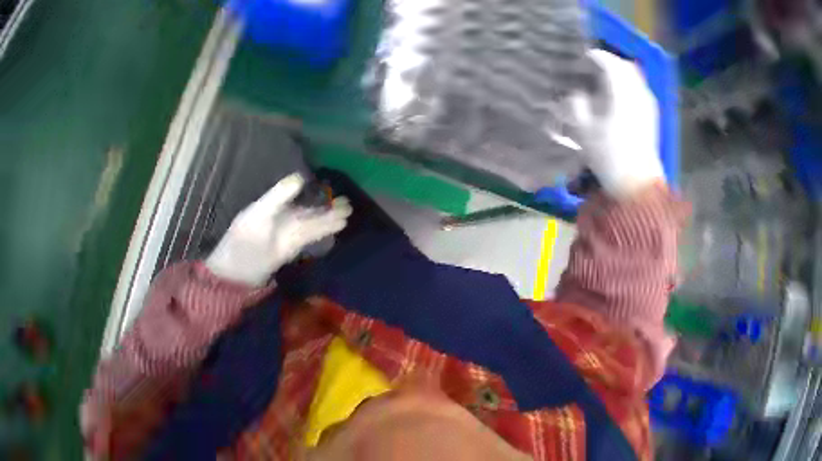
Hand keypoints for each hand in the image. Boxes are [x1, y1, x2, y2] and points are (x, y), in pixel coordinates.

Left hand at [205, 173, 351, 286]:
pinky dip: (327, 230)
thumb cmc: (245, 239)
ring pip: (318, 222)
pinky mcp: (299, 244)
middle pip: (314, 211)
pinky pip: (316, 234)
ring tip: (348, 214)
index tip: (333, 190)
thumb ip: (280, 196)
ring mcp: (295, 232)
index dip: (318, 193)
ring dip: (332, 218)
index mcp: (279, 206)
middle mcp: (289, 217)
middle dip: (330, 207)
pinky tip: (338, 226)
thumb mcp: (260, 213)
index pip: (302, 197)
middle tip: (348, 204)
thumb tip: (300, 177)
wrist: (240, 270)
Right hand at [572, 49, 663, 198]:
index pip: (612, 66)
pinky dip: (623, 88)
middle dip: (609, 64)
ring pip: (632, 79)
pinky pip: (635, 91)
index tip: (584, 56)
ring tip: (599, 82)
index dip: (598, 58)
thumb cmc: (607, 153)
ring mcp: (647, 104)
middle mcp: (640, 93)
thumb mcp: (584, 131)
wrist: (634, 176)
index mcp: (624, 94)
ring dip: (616, 76)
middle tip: (590, 68)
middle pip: (626, 69)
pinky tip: (612, 98)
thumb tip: (573, 94)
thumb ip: (577, 108)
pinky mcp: (649, 115)